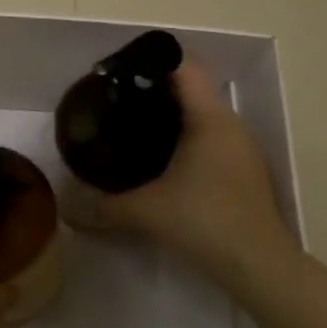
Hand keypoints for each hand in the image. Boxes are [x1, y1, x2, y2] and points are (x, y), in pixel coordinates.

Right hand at [92, 60, 302, 300]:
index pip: (184, 66)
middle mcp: (230, 124)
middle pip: (191, 89)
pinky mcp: (244, 170)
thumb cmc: (204, 222)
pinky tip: (163, 162)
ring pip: (202, 115)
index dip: (152, 60)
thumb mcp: (145, 212)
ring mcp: (241, 147)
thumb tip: (67, 205)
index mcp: (209, 118)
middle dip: (153, 90)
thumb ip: (103, 204)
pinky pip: (210, 138)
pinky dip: (185, 139)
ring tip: (134, 128)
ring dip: (171, 116)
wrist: (259, 266)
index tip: (120, 72)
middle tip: (117, 102)